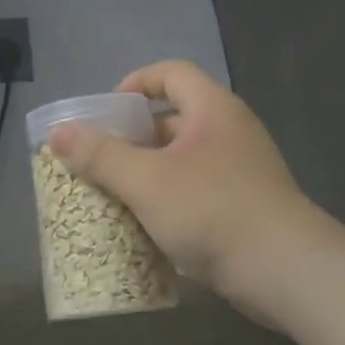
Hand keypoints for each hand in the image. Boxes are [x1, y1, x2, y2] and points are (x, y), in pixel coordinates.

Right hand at [47, 60, 328, 316]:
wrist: (286, 271)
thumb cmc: (212, 211)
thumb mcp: (146, 181)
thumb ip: (100, 155)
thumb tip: (58, 132)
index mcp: (212, 109)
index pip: (170, 73)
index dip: (134, 84)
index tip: (105, 113)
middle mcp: (231, 131)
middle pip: (174, 118)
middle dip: (133, 138)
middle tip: (100, 159)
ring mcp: (243, 170)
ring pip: (184, 159)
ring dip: (149, 173)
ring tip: (115, 194)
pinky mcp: (247, 205)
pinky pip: (199, 190)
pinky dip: (171, 199)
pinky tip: (148, 226)